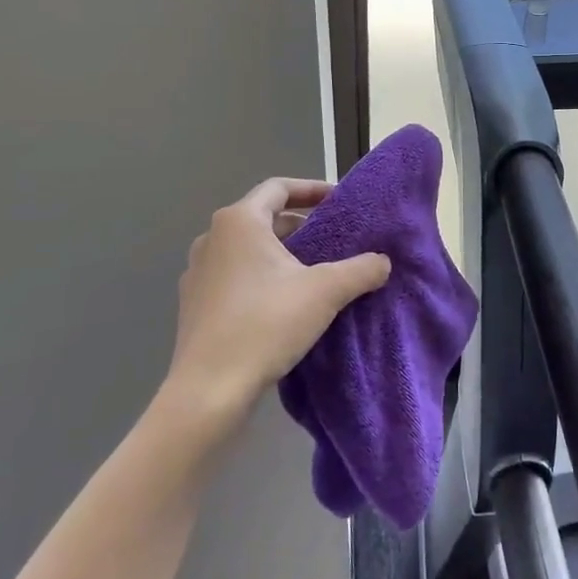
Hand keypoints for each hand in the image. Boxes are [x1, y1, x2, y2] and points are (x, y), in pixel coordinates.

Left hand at [166, 178, 390, 421]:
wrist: (208, 390)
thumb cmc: (265, 324)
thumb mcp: (325, 292)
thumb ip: (360, 270)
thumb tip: (383, 262)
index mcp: (239, 222)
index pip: (279, 188)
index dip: (312, 189)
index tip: (339, 201)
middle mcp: (212, 238)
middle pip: (264, 218)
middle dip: (301, 226)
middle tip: (334, 240)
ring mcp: (198, 272)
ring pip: (249, 249)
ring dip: (282, 254)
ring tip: (315, 272)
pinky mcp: (194, 304)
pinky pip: (235, 276)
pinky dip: (262, 278)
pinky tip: (285, 304)